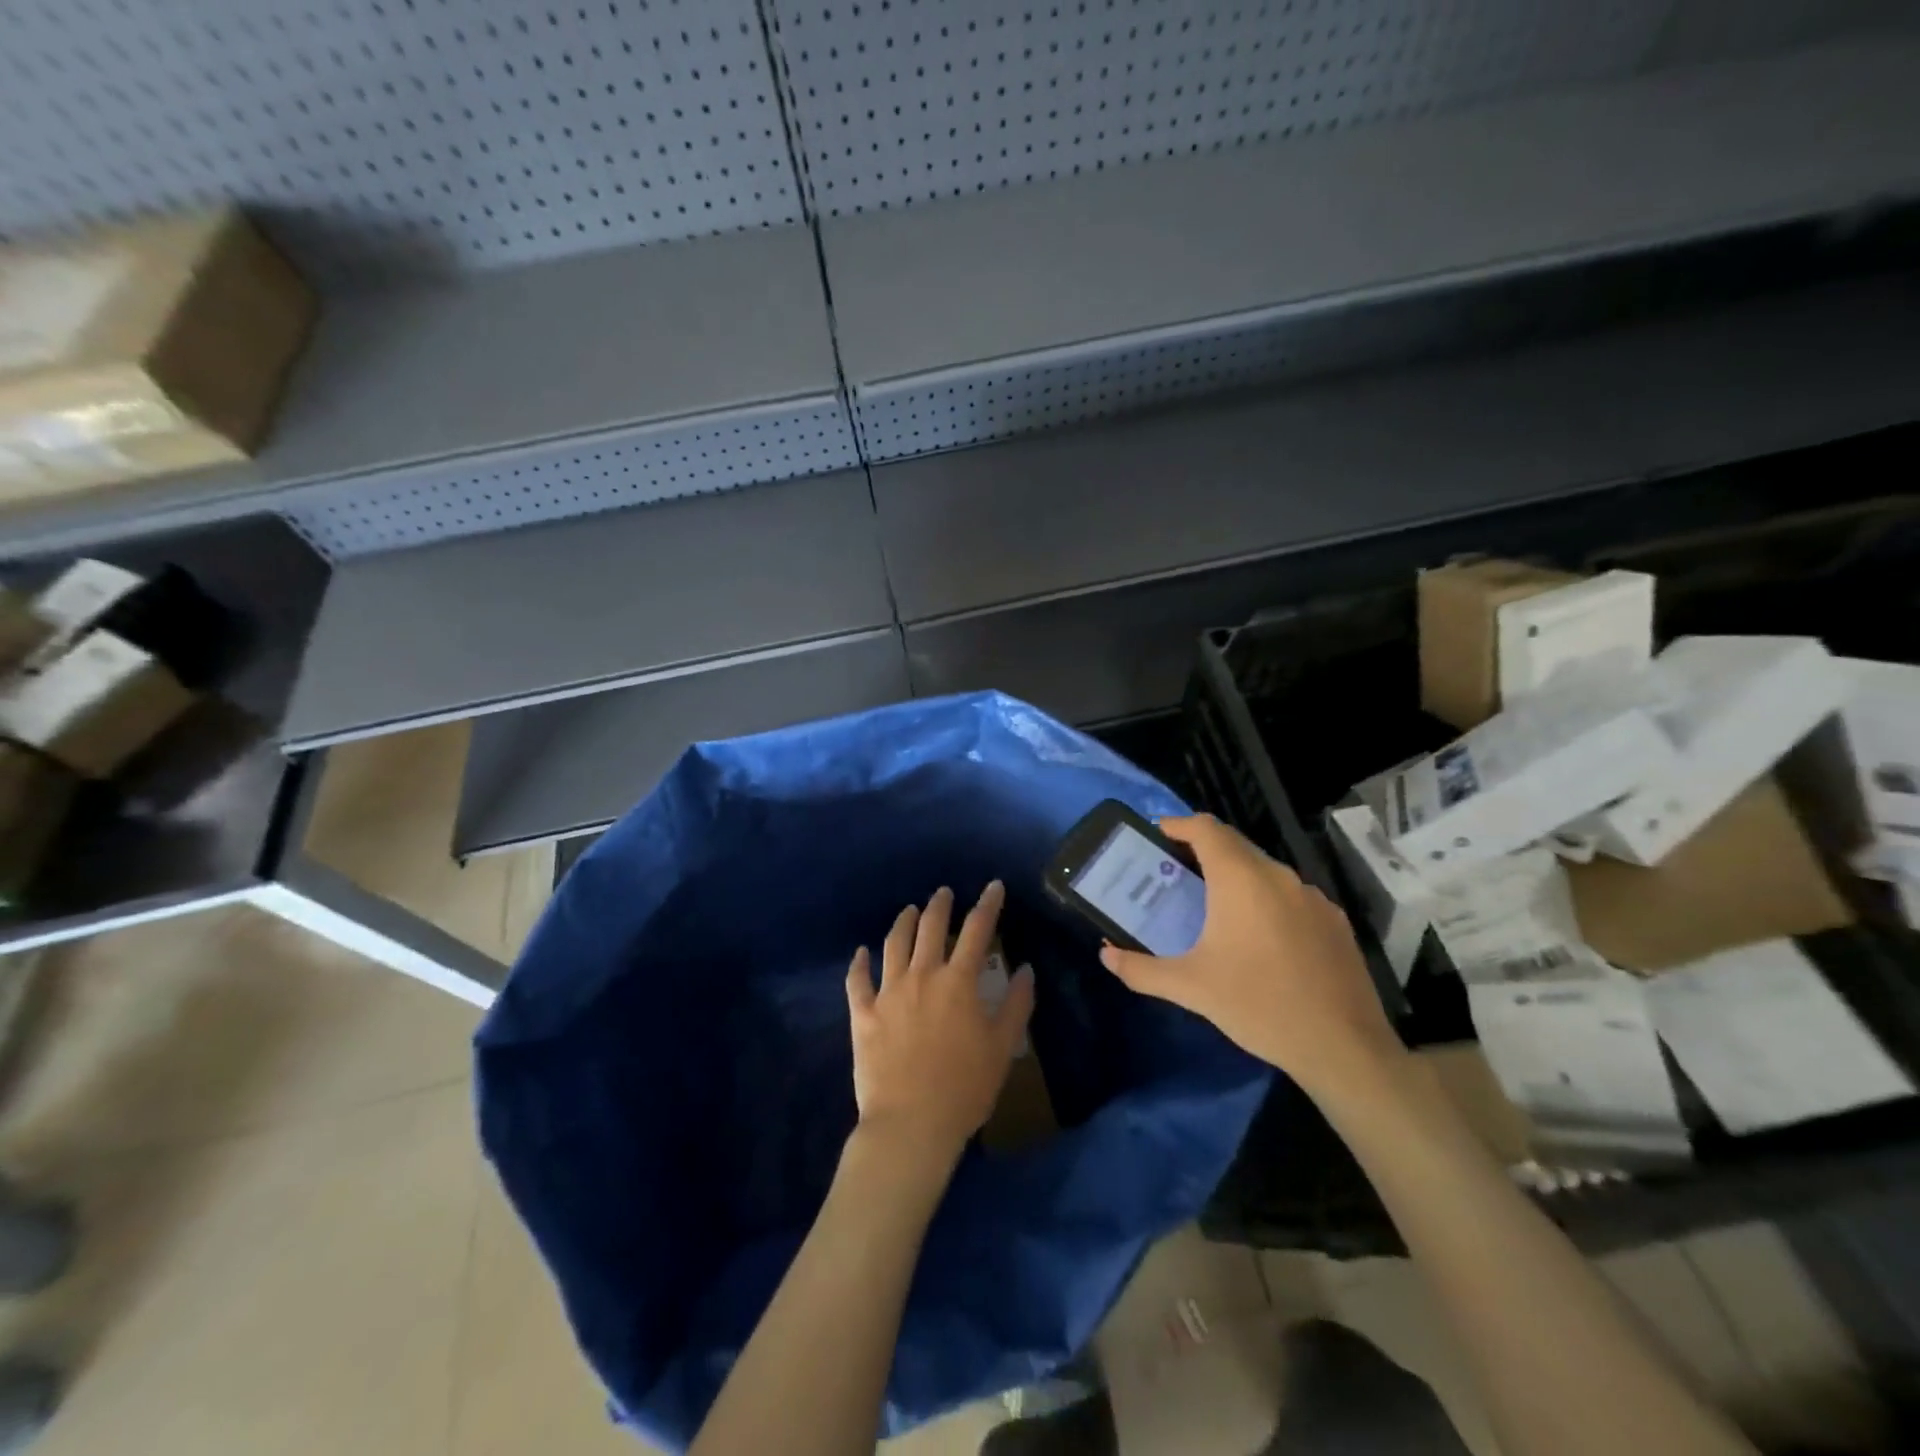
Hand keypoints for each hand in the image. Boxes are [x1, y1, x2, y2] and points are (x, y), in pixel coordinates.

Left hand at [845, 882, 1033, 1163]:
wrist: (911, 1123)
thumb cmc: (964, 1087)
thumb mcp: (1002, 1047)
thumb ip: (1016, 1005)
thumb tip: (1025, 970)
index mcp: (958, 982)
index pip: (978, 931)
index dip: (988, 905)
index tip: (993, 886)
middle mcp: (922, 976)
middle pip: (930, 928)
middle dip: (940, 905)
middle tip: (944, 893)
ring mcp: (888, 993)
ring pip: (894, 945)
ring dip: (903, 923)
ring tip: (909, 911)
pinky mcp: (863, 1014)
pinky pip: (857, 981)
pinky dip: (858, 963)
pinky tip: (861, 953)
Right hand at [1099, 814, 1403, 1097]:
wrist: (1343, 1048)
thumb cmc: (1258, 1006)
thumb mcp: (1191, 988)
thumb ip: (1141, 970)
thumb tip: (1106, 957)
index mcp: (1241, 879)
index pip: (1205, 828)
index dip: (1177, 825)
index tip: (1156, 836)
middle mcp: (1278, 876)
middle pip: (1234, 845)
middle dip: (1201, 851)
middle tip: (1175, 875)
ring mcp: (1312, 896)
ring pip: (1264, 870)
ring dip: (1235, 876)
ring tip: (1213, 907)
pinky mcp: (1334, 920)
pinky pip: (1290, 895)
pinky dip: (1266, 900)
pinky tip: (1260, 938)